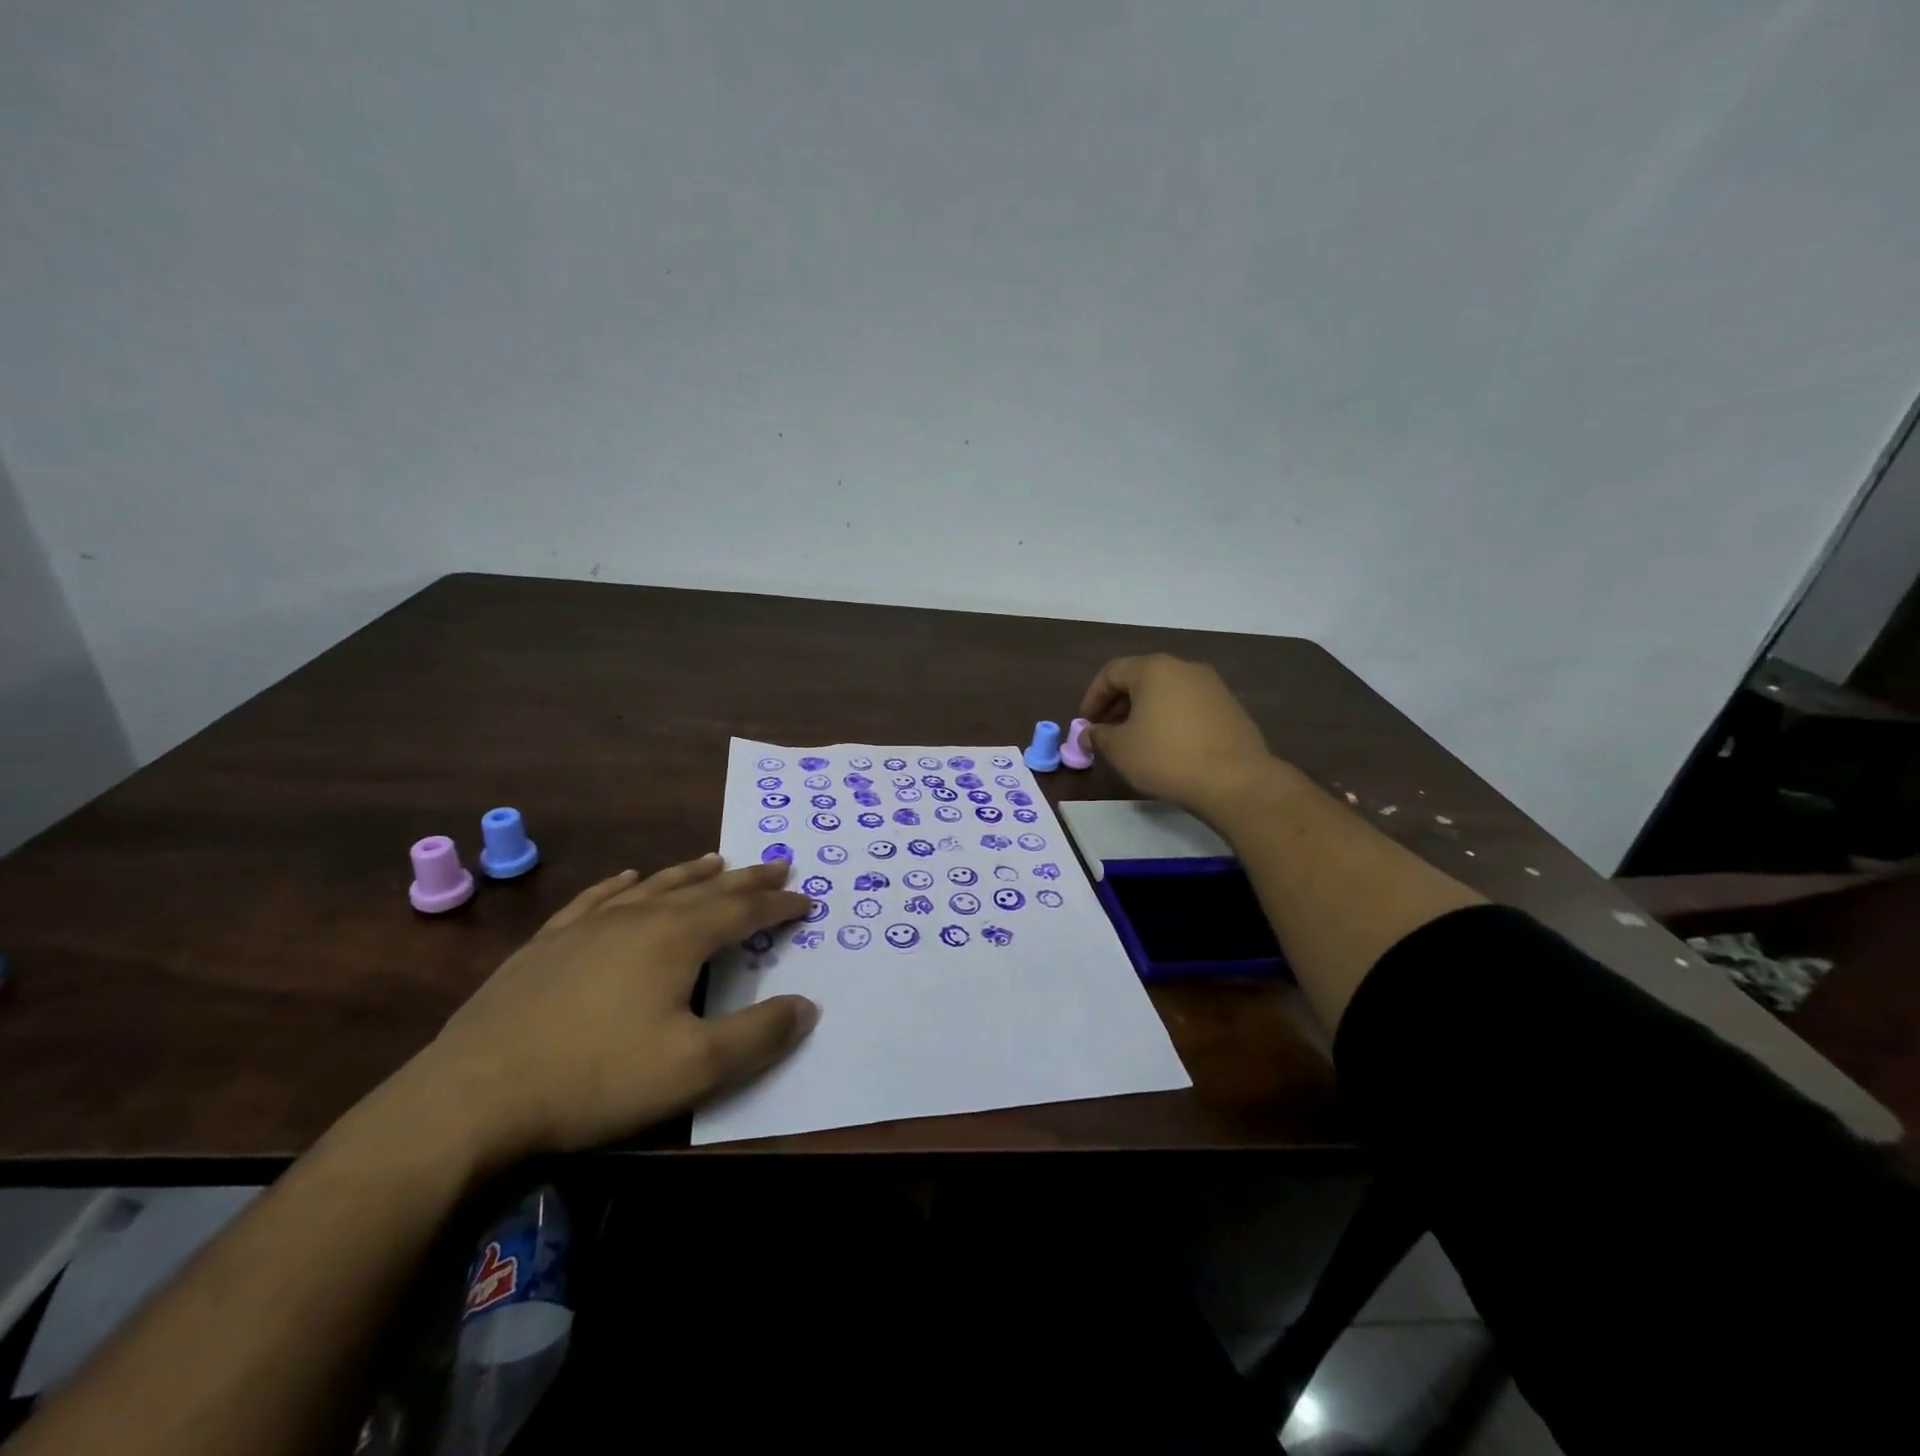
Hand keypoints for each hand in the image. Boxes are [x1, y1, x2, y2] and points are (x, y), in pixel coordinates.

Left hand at [405, 855, 816, 1166]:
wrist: (470, 1097)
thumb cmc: (595, 1078)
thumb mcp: (694, 1068)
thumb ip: (759, 1035)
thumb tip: (807, 1006)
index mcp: (676, 938)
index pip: (742, 911)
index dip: (778, 905)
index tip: (806, 900)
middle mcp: (637, 917)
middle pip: (704, 888)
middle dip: (746, 878)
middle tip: (776, 865)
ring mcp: (587, 926)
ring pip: (653, 886)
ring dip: (691, 873)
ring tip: (716, 859)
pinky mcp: (546, 944)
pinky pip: (597, 899)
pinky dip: (622, 884)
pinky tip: (627, 877)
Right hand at [1080, 654, 1276, 819]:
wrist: (1235, 781)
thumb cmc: (1166, 757)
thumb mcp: (1120, 750)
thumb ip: (1098, 736)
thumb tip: (1088, 734)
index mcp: (1154, 669)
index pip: (1112, 672)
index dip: (1093, 697)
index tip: (1086, 723)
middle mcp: (1184, 668)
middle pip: (1141, 678)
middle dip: (1118, 704)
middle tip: (1107, 732)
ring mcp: (1212, 686)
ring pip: (1166, 692)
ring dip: (1145, 712)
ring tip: (1136, 741)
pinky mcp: (1230, 707)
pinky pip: (1189, 706)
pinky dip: (1170, 719)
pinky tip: (1168, 747)